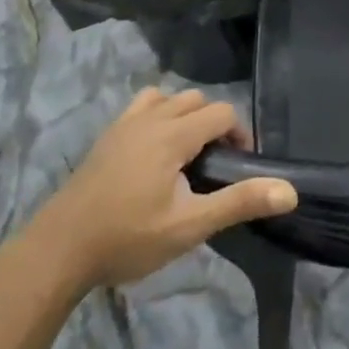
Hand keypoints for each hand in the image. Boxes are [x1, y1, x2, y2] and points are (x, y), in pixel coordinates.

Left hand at [25, 89, 296, 290]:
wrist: (59, 250)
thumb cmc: (127, 238)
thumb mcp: (189, 226)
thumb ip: (238, 203)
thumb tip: (289, 191)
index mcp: (173, 134)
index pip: (221, 113)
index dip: (239, 135)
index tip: (238, 168)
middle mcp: (152, 117)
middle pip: (197, 101)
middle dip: (214, 124)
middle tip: (214, 166)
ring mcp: (125, 123)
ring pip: (169, 98)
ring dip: (186, 116)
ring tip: (186, 155)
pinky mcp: (107, 135)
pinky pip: (143, 105)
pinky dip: (158, 114)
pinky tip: (154, 149)